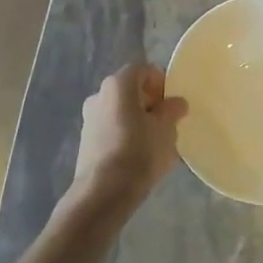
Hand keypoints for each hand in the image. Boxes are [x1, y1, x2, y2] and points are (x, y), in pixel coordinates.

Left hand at [69, 64, 187, 215]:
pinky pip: (112, 129)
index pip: (144, 70)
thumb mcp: (166, 129)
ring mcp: (89, 118)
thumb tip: (176, 103)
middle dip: (151, 103)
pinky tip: (137, 157)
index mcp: (118, 84)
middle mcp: (99, 94)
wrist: (103, 192)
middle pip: (131, 90)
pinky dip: (125, 135)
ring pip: (121, 111)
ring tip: (154, 145)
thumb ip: (172, 110)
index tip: (172, 105)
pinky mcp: (86, 141)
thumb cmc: (139, 151)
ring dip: (138, 121)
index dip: (161, 83)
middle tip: (167, 125)